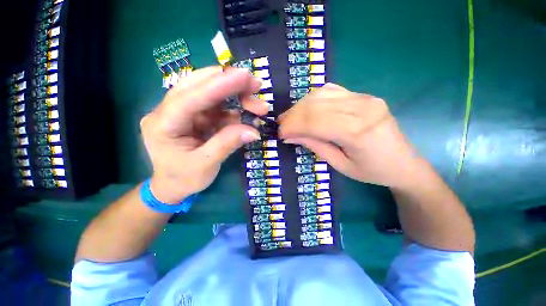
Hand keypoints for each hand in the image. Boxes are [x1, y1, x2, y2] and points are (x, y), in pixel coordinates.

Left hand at [140, 67, 267, 203]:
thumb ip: (227, 144)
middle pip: (199, 86)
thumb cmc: (183, 179)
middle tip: (256, 85)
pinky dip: (236, 109)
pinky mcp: (198, 117)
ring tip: (259, 106)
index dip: (218, 85)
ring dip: (237, 97)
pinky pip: (219, 108)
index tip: (244, 75)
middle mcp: (170, 111)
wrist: (173, 186)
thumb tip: (254, 131)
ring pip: (212, 94)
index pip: (190, 97)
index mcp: (162, 124)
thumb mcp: (205, 165)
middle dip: (229, 83)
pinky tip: (249, 115)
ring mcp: (185, 112)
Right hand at [279, 83, 418, 187]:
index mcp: (358, 132)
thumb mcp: (340, 165)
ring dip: (301, 105)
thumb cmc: (372, 171)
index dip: (293, 126)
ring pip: (322, 94)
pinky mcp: (365, 96)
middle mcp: (362, 108)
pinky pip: (332, 90)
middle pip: (316, 105)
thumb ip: (315, 146)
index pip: (315, 122)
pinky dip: (314, 98)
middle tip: (281, 125)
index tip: (280, 133)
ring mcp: (365, 98)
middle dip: (293, 115)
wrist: (405, 163)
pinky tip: (307, 108)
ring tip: (290, 117)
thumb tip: (291, 135)